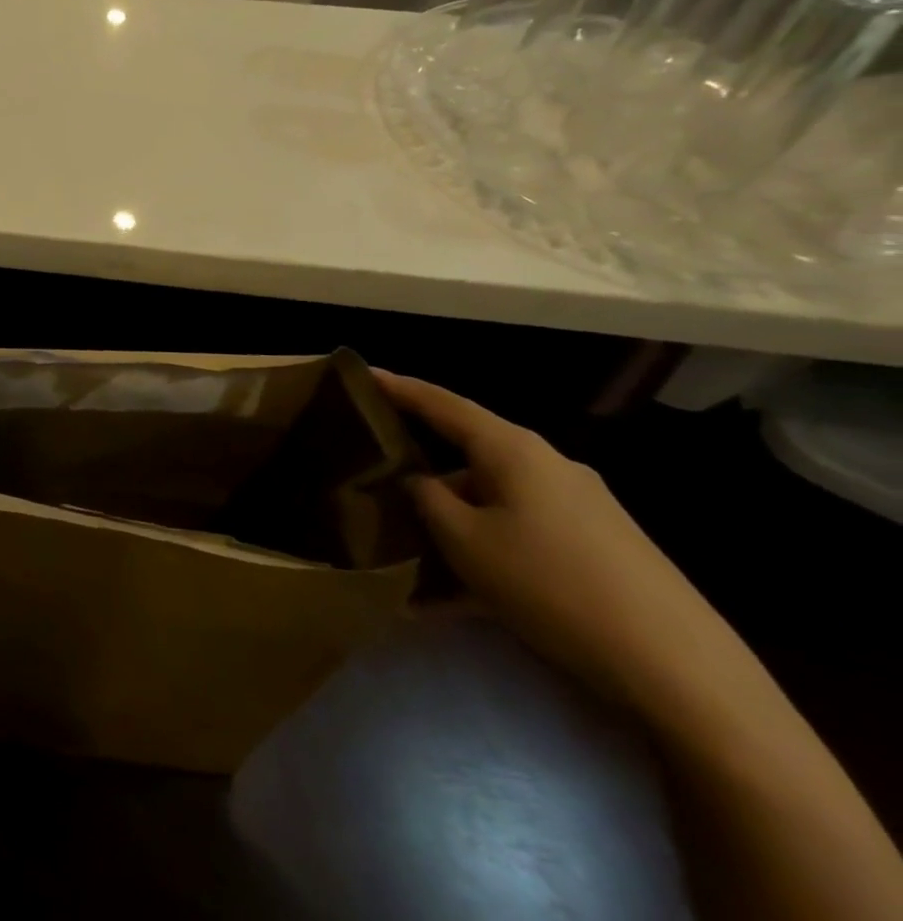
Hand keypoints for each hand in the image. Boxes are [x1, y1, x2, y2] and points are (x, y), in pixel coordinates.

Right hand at [376, 370, 743, 719]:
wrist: (682, 671)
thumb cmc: (552, 585)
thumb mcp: (465, 541)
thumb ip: (427, 499)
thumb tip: (417, 481)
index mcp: (512, 449)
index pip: (441, 403)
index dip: (398, 387)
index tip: (362, 373)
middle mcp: (547, 464)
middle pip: (468, 450)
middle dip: (422, 464)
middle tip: (378, 472)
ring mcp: (580, 506)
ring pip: (493, 496)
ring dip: (453, 518)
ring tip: (414, 550)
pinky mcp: (599, 545)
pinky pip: (522, 530)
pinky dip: (487, 548)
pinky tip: (461, 596)